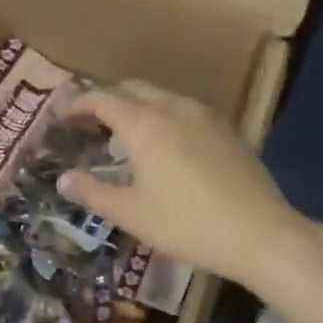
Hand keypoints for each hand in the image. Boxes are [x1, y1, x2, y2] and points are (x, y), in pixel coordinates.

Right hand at [59, 81, 321, 293]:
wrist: (261, 234)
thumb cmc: (187, 225)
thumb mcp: (132, 214)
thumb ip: (93, 193)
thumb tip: (63, 179)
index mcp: (145, 125)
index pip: (102, 99)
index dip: (77, 104)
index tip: (61, 116)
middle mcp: (174, 108)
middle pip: (132, 89)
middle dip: (106, 100)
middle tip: (88, 123)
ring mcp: (206, 116)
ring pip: (161, 97)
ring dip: (136, 107)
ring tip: (124, 136)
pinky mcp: (227, 130)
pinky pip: (184, 111)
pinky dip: (162, 117)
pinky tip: (164, 147)